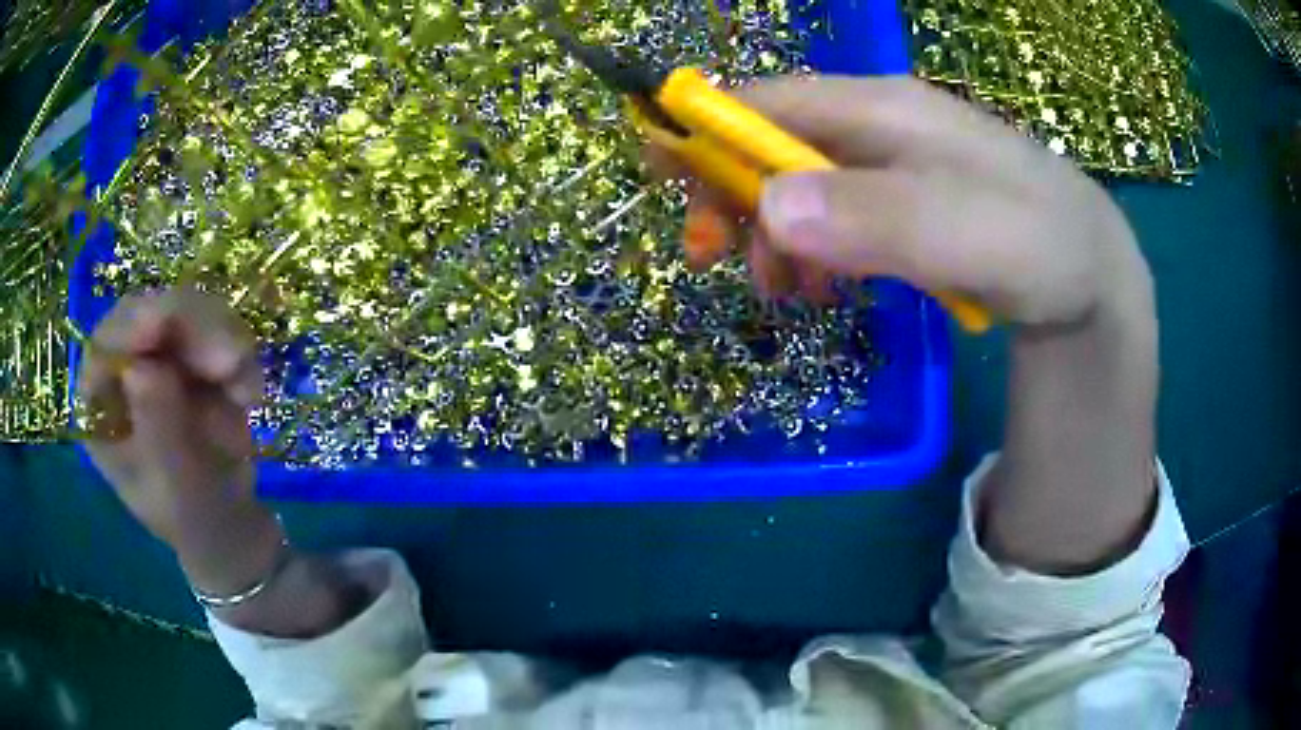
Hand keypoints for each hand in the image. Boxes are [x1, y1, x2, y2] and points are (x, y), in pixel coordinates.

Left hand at [78, 286, 282, 594]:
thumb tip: (141, 369)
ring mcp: (161, 356)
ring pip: (188, 311)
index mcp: (102, 405)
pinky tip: (250, 394)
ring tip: (248, 393)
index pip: (106, 344)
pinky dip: (240, 354)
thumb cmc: (193, 521)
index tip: (162, 323)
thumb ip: (159, 432)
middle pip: (150, 314)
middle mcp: (125, 368)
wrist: (231, 527)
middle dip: (190, 329)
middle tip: (231, 362)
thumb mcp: (175, 490)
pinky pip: (219, 327)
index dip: (131, 327)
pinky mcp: (195, 353)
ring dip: (222, 340)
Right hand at [682, 75, 1142, 328]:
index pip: (766, 100)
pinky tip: (827, 285)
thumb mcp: (973, 235)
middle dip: (733, 198)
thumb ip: (880, 219)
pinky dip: (812, 250)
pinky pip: (832, 214)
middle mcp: (875, 124)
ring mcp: (888, 162)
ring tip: (791, 293)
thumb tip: (770, 210)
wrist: (1089, 270)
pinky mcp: (900, 199)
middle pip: (770, 142)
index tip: (661, 181)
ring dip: (772, 236)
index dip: (703, 131)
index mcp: (882, 109)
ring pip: (796, 185)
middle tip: (720, 264)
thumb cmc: (1043, 244)